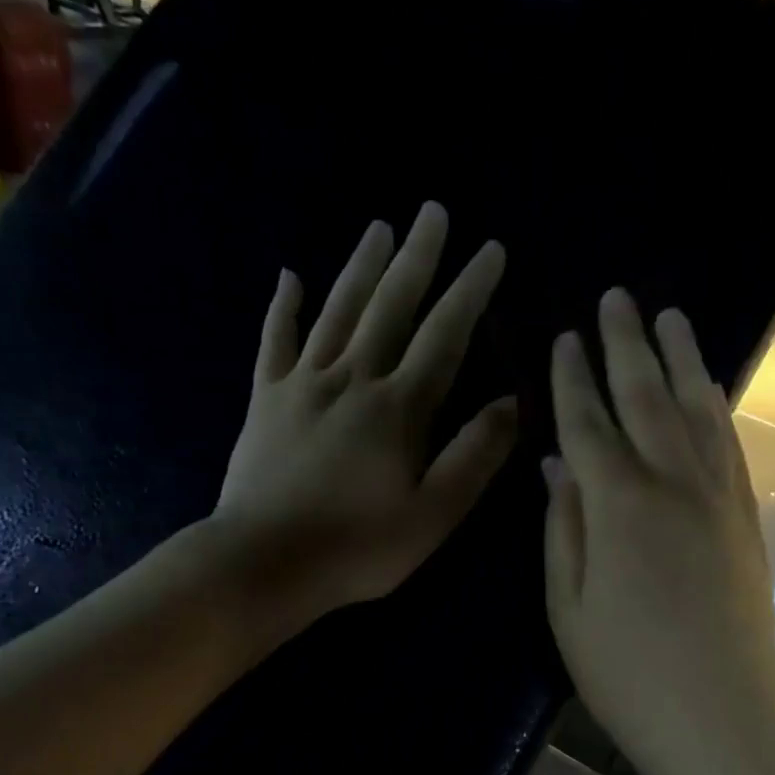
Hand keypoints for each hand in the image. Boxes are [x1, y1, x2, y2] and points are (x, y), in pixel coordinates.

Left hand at [215, 202, 516, 619]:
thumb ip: (474, 456)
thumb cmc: (358, 547)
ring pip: (337, 312)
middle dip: (417, 257)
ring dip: (361, 267)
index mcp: (399, 408)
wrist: (263, 562)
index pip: (444, 335)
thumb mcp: (434, 514)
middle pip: (390, 306)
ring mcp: (303, 385)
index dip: (470, 291)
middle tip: (433, 211)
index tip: (490, 250)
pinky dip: (283, 308)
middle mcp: (352, 380)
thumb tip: (510, 403)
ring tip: (380, 227)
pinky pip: (274, 342)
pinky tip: (289, 276)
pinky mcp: (265, 401)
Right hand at [544, 289, 774, 774]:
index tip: (563, 337)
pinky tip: (708, 389)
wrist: (719, 719)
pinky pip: (730, 446)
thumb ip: (564, 526)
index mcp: (618, 506)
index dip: (572, 378)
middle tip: (615, 298)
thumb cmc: (625, 673)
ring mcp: (719, 499)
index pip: (588, 422)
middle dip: (626, 345)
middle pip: (646, 399)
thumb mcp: (568, 606)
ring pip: (697, 411)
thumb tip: (557, 463)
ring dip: (680, 360)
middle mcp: (673, 484)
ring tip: (669, 319)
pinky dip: (717, 408)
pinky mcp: (747, 519)